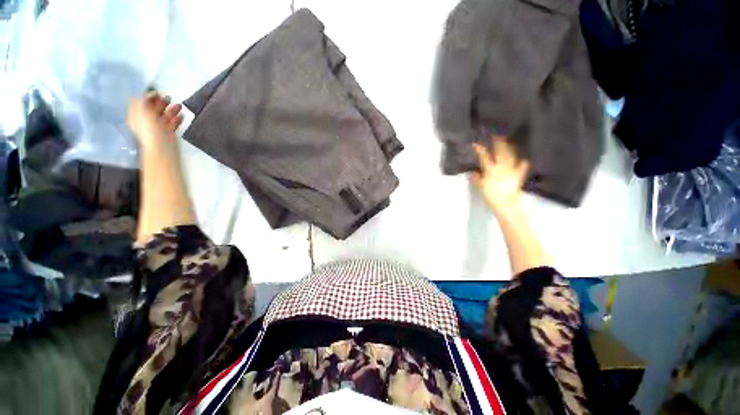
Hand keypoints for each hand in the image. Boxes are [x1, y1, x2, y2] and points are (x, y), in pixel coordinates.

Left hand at [127, 92, 183, 153]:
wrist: (162, 148)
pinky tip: (181, 116)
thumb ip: (144, 100)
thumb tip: (149, 93)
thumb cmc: (150, 129)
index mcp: (136, 115)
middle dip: (161, 102)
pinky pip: (173, 123)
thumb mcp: (142, 110)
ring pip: (165, 115)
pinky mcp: (168, 132)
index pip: (141, 102)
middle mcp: (146, 120)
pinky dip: (177, 119)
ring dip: (172, 110)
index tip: (157, 92)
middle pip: (153, 108)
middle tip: (169, 98)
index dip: (148, 96)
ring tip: (179, 106)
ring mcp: (158, 127)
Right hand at [471, 136, 529, 215]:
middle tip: (497, 134)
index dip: (480, 149)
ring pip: (511, 155)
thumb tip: (473, 172)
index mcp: (491, 169)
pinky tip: (524, 158)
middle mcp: (502, 167)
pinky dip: (523, 161)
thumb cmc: (491, 196)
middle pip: (501, 152)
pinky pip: (522, 166)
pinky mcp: (518, 175)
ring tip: (509, 141)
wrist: (506, 204)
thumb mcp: (480, 187)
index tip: (476, 142)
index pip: (484, 157)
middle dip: (498, 143)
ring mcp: (511, 170)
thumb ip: (476, 179)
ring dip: (510, 147)